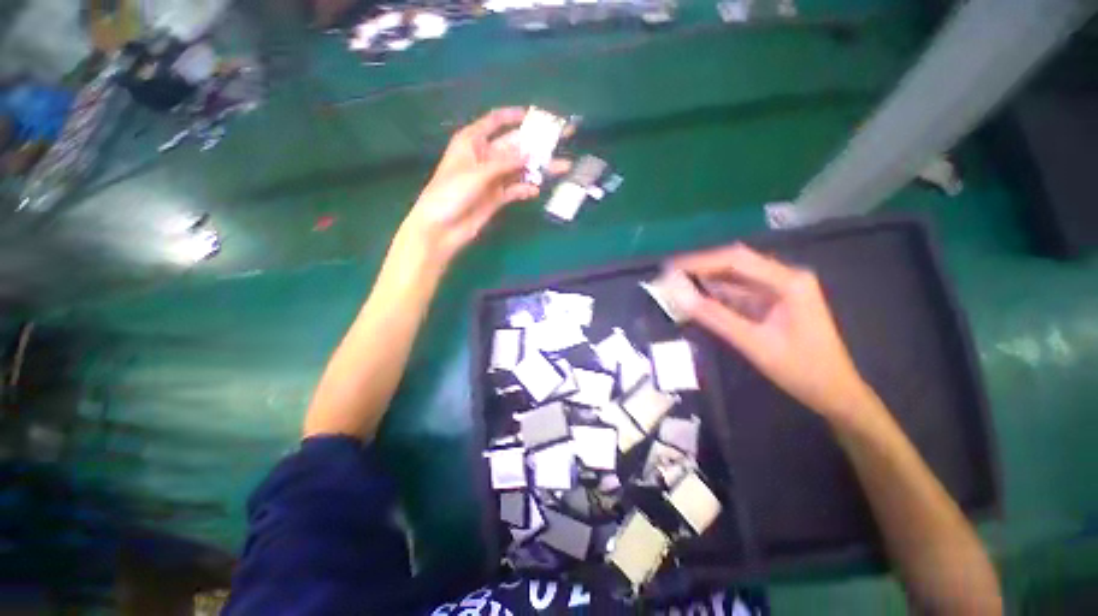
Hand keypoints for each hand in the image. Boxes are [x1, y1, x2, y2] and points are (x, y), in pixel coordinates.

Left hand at [400, 108, 569, 265]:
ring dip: (538, 168)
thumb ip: (504, 163)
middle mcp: (485, 157)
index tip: (537, 115)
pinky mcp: (497, 198)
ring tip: (562, 167)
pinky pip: (515, 189)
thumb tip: (530, 154)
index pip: (496, 121)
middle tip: (562, 138)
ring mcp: (492, 179)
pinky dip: (526, 189)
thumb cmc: (450, 193)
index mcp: (473, 141)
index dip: (515, 115)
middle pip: (515, 145)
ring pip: (519, 169)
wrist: (442, 228)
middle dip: (537, 143)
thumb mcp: (476, 173)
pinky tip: (537, 190)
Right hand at [667, 244, 876, 423]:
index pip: (736, 260)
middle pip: (734, 264)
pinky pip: (738, 293)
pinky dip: (716, 295)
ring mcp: (779, 290)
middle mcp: (784, 278)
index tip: (669, 267)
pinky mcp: (772, 303)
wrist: (835, 394)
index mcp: (788, 281)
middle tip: (668, 275)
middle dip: (700, 268)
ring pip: (734, 278)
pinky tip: (696, 298)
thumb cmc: (801, 370)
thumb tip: (678, 296)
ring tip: (675, 284)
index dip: (699, 261)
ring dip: (705, 281)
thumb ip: (714, 317)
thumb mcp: (753, 343)